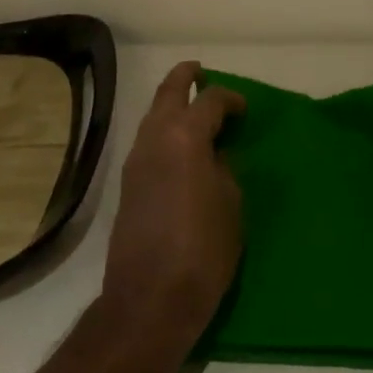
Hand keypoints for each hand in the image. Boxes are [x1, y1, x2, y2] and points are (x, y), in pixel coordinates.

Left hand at [101, 61, 246, 352]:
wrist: (149, 300)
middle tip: (202, 72)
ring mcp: (135, 160)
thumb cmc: (203, 250)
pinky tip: (181, 146)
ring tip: (195, 110)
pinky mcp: (127, 183)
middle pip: (168, 91)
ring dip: (172, 103)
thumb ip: (224, 169)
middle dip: (185, 76)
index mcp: (185, 136)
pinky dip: (164, 129)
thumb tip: (215, 156)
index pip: (209, 100)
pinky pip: (148, 139)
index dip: (230, 98)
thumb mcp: (231, 205)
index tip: (245, 109)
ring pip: (153, 114)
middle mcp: (155, 137)